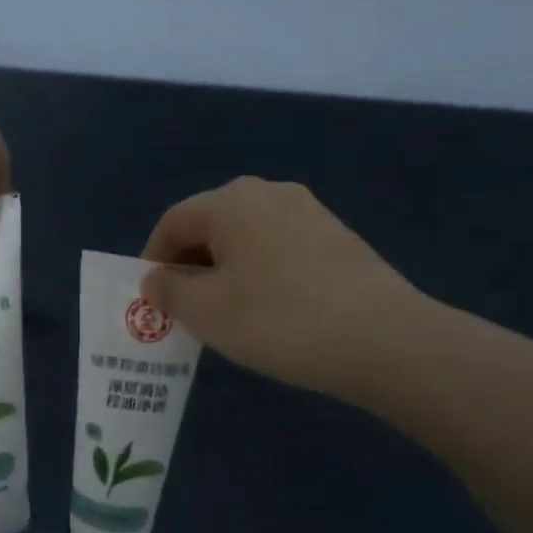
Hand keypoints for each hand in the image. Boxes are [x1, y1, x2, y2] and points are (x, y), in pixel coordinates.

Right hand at [140, 177, 429, 398]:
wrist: (381, 339)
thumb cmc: (277, 320)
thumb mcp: (204, 311)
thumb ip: (168, 290)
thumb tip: (156, 278)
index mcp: (231, 201)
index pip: (173, 222)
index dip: (152, 260)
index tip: (151, 301)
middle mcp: (270, 192)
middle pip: (210, 226)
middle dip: (189, 267)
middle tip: (185, 312)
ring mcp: (310, 212)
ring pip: (246, 240)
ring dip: (224, 273)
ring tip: (226, 317)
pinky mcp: (337, 238)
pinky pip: (278, 251)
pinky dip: (259, 275)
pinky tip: (269, 313)